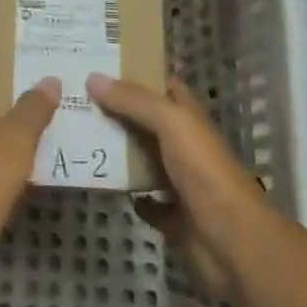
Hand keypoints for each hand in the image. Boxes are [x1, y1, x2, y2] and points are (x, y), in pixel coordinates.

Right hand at [87, 74, 272, 297]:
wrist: (233, 243)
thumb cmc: (205, 173)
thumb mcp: (172, 124)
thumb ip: (134, 100)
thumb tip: (93, 77)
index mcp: (187, 117)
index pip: (160, 85)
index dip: (133, 72)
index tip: (97, 64)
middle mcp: (183, 145)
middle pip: (143, 121)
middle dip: (114, 110)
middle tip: (73, 98)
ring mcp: (178, 181)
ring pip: (140, 158)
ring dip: (115, 151)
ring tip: (76, 135)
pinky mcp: (172, 216)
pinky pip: (144, 200)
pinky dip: (128, 193)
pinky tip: (102, 183)